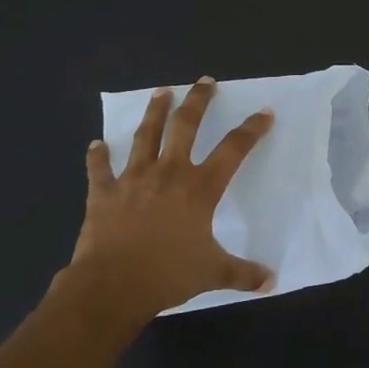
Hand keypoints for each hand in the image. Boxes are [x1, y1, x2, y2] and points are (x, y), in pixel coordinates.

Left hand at [66, 78, 276, 321]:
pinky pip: (101, 168)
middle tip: (205, 82)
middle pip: (185, 126)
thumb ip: (243, 273)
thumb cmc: (168, 275)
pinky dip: (99, 156)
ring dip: (154, 112)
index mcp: (199, 189)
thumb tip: (272, 281)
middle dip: (198, 101)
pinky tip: (96, 145)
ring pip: (145, 135)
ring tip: (162, 92)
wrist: (112, 285)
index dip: (251, 130)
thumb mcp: (213, 274)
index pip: (233, 150)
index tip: (264, 113)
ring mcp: (133, 179)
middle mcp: (168, 173)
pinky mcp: (104, 192)